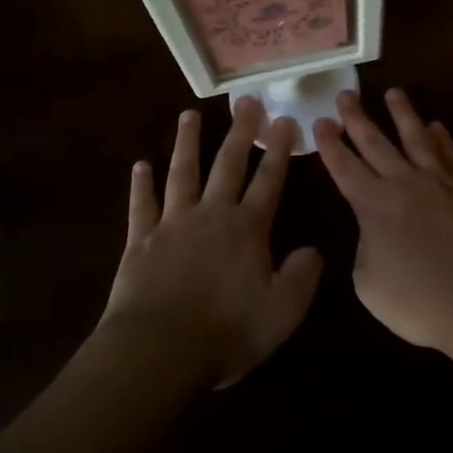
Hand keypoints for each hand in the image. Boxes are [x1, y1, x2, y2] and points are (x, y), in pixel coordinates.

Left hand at [102, 99, 322, 387]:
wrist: (158, 352)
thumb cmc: (226, 332)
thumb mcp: (281, 312)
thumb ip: (302, 277)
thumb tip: (313, 250)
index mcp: (247, 228)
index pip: (269, 180)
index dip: (279, 151)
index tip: (285, 120)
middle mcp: (211, 215)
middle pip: (228, 164)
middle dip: (240, 131)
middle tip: (246, 101)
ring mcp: (173, 224)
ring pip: (182, 173)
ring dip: (187, 143)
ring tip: (189, 115)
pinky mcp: (140, 241)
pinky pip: (141, 206)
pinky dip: (141, 185)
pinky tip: (140, 165)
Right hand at [313, 88, 452, 355]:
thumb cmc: (420, 301)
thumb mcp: (370, 285)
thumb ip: (365, 249)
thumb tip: (374, 232)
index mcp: (373, 205)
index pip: (345, 167)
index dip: (330, 145)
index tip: (320, 121)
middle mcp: (404, 183)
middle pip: (376, 143)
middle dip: (357, 118)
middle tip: (345, 95)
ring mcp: (440, 181)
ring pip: (416, 137)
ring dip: (402, 113)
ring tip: (393, 92)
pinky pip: (451, 154)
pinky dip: (442, 139)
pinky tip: (437, 126)